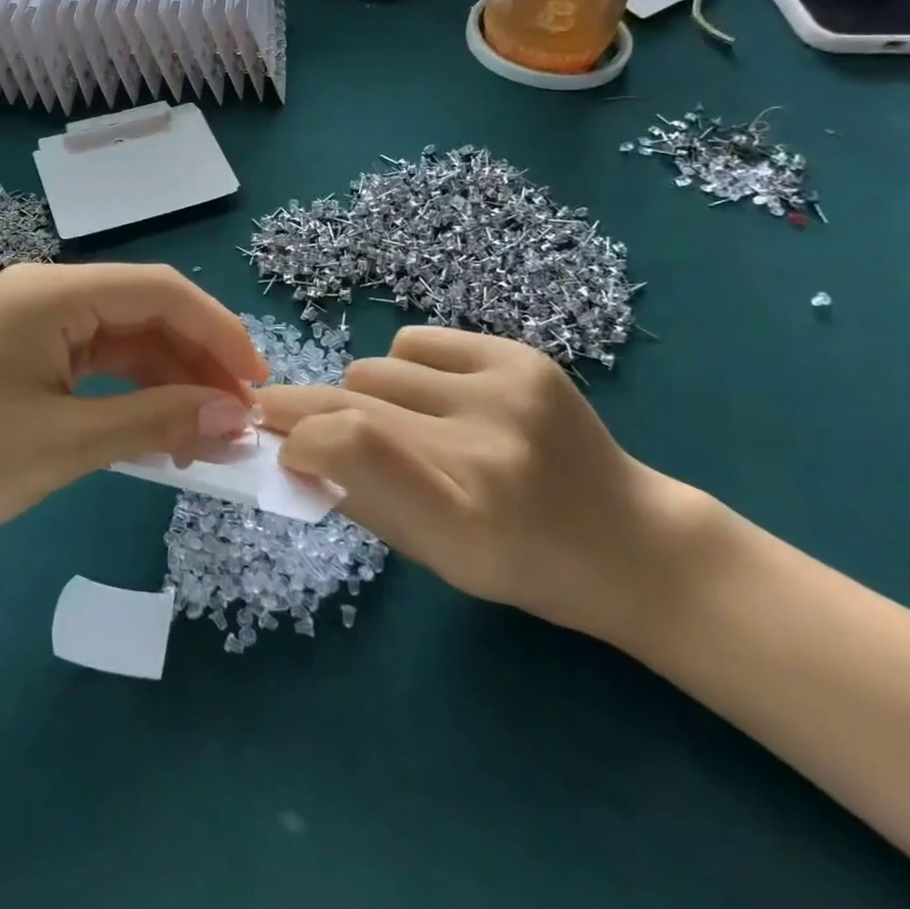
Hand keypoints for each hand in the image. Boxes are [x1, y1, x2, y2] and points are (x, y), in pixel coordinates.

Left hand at [0, 263, 267, 569]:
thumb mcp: (66, 445)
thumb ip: (158, 422)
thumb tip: (239, 418)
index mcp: (49, 292)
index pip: (159, 291)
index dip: (218, 332)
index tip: (259, 383)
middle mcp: (44, 293)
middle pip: (145, 312)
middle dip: (198, 361)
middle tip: (239, 420)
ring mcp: (34, 325)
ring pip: (126, 341)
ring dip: (170, 381)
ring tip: (208, 436)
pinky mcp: (27, 357)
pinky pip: (98, 364)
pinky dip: (134, 394)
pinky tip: (163, 431)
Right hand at [258, 327, 708, 645]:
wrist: (631, 541)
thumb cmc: (520, 566)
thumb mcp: (431, 556)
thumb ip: (356, 497)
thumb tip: (290, 446)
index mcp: (465, 523)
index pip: (353, 447)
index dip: (300, 436)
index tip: (278, 444)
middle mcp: (488, 449)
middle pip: (354, 399)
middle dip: (304, 408)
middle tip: (283, 416)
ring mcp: (509, 392)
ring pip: (375, 367)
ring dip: (364, 395)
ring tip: (399, 423)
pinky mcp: (522, 356)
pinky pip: (414, 341)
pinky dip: (404, 368)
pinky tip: (435, 397)